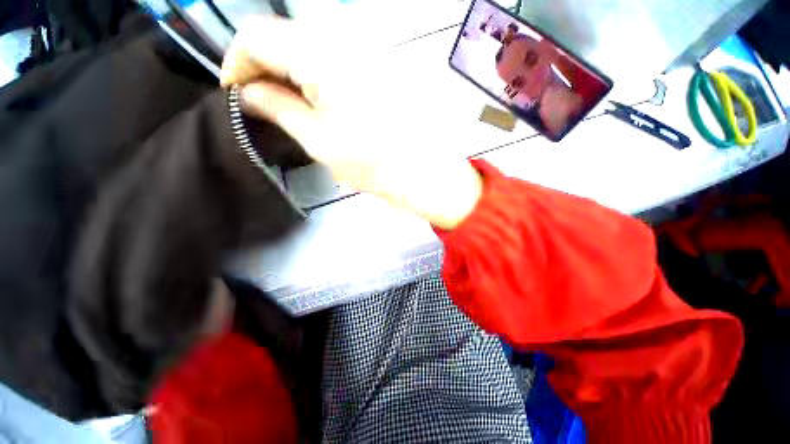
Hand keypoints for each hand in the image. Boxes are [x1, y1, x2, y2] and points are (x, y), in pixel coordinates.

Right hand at [220, 16, 481, 229]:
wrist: (425, 173)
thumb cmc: (375, 163)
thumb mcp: (318, 140)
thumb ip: (277, 107)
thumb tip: (248, 92)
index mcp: (322, 53)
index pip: (256, 33)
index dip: (237, 62)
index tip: (238, 93)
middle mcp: (345, 37)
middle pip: (285, 36)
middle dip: (266, 68)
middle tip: (265, 103)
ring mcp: (366, 48)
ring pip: (310, 46)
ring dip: (293, 73)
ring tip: (293, 108)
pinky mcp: (380, 64)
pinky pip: (335, 58)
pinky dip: (318, 76)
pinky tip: (321, 103)